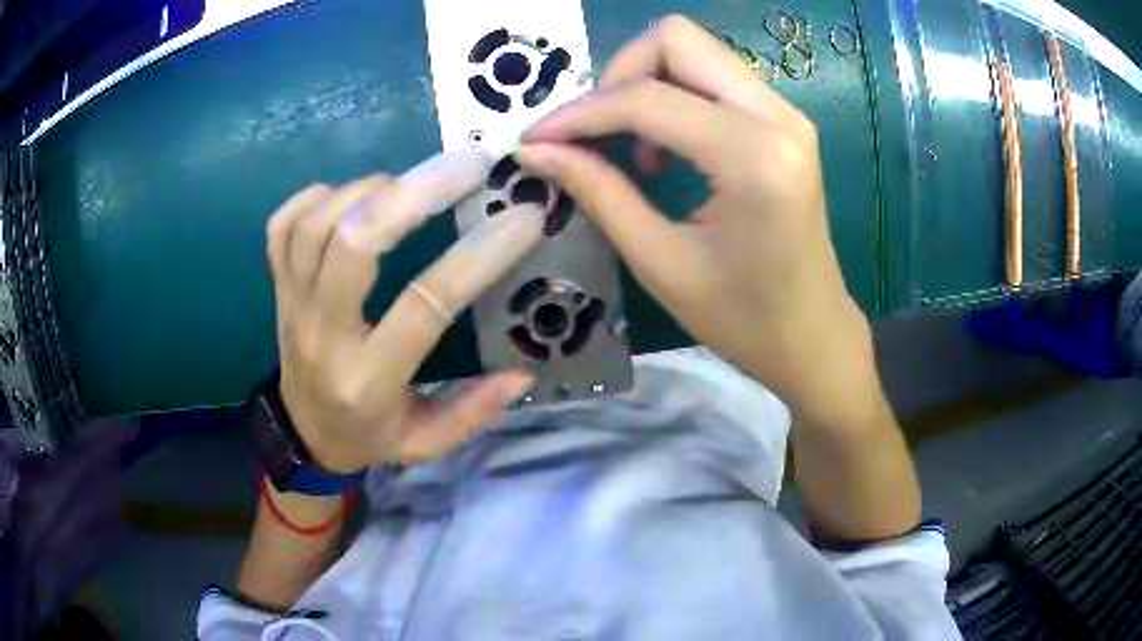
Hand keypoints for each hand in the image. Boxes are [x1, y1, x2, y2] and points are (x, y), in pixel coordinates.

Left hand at [267, 151, 539, 472]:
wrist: (303, 436)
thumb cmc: (367, 436)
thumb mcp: (425, 444)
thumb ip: (473, 411)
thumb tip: (522, 372)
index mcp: (369, 378)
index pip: (425, 304)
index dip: (479, 255)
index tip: (524, 217)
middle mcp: (324, 334)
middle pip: (354, 243)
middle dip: (415, 191)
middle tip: (466, 165)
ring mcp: (293, 304)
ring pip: (316, 224)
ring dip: (367, 188)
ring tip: (408, 183)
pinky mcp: (278, 287)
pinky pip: (282, 226)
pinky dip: (315, 196)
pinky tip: (349, 195)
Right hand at [517, 16, 878, 424]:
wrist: (813, 336)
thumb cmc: (743, 319)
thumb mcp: (660, 263)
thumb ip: (598, 193)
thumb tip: (536, 150)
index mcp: (753, 158)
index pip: (647, 99)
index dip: (580, 113)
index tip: (537, 138)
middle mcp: (777, 116)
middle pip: (676, 39)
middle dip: (618, 75)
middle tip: (593, 133)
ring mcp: (786, 113)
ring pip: (696, 50)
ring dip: (646, 82)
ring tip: (630, 147)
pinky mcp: (784, 121)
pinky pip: (715, 76)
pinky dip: (674, 95)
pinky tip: (665, 148)